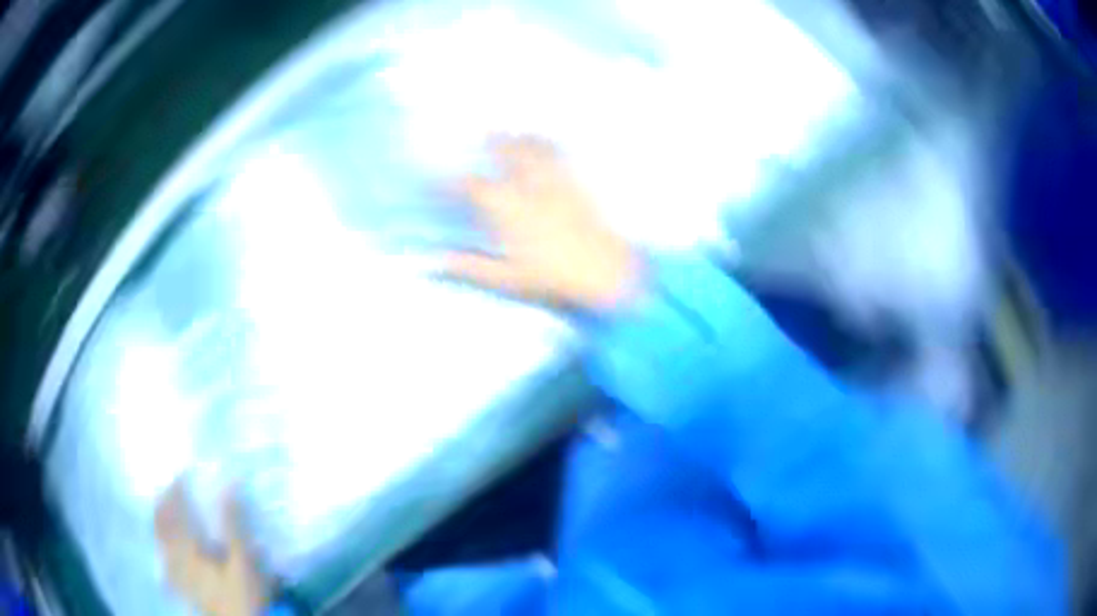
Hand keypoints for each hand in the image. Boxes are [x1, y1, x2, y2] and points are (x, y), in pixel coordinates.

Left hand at [155, 483, 268, 615]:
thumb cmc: (243, 593)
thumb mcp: (242, 558)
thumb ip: (233, 523)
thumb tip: (229, 484)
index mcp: (189, 547)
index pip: (176, 512)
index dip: (175, 491)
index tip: (179, 474)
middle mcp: (177, 558)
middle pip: (162, 526)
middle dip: (162, 505)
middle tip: (164, 489)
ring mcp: (178, 575)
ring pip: (160, 544)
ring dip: (158, 525)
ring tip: (160, 513)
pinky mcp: (183, 589)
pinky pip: (165, 566)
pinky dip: (162, 553)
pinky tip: (162, 555)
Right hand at [447, 135, 643, 312]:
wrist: (606, 276)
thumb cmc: (553, 280)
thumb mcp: (507, 280)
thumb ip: (471, 269)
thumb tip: (437, 264)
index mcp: (508, 209)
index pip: (472, 186)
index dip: (453, 181)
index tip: (443, 179)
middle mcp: (530, 187)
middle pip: (508, 153)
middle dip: (494, 141)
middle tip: (484, 133)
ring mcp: (558, 183)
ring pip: (538, 149)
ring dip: (524, 138)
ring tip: (517, 132)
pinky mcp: (581, 186)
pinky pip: (566, 158)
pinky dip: (555, 147)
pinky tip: (554, 145)